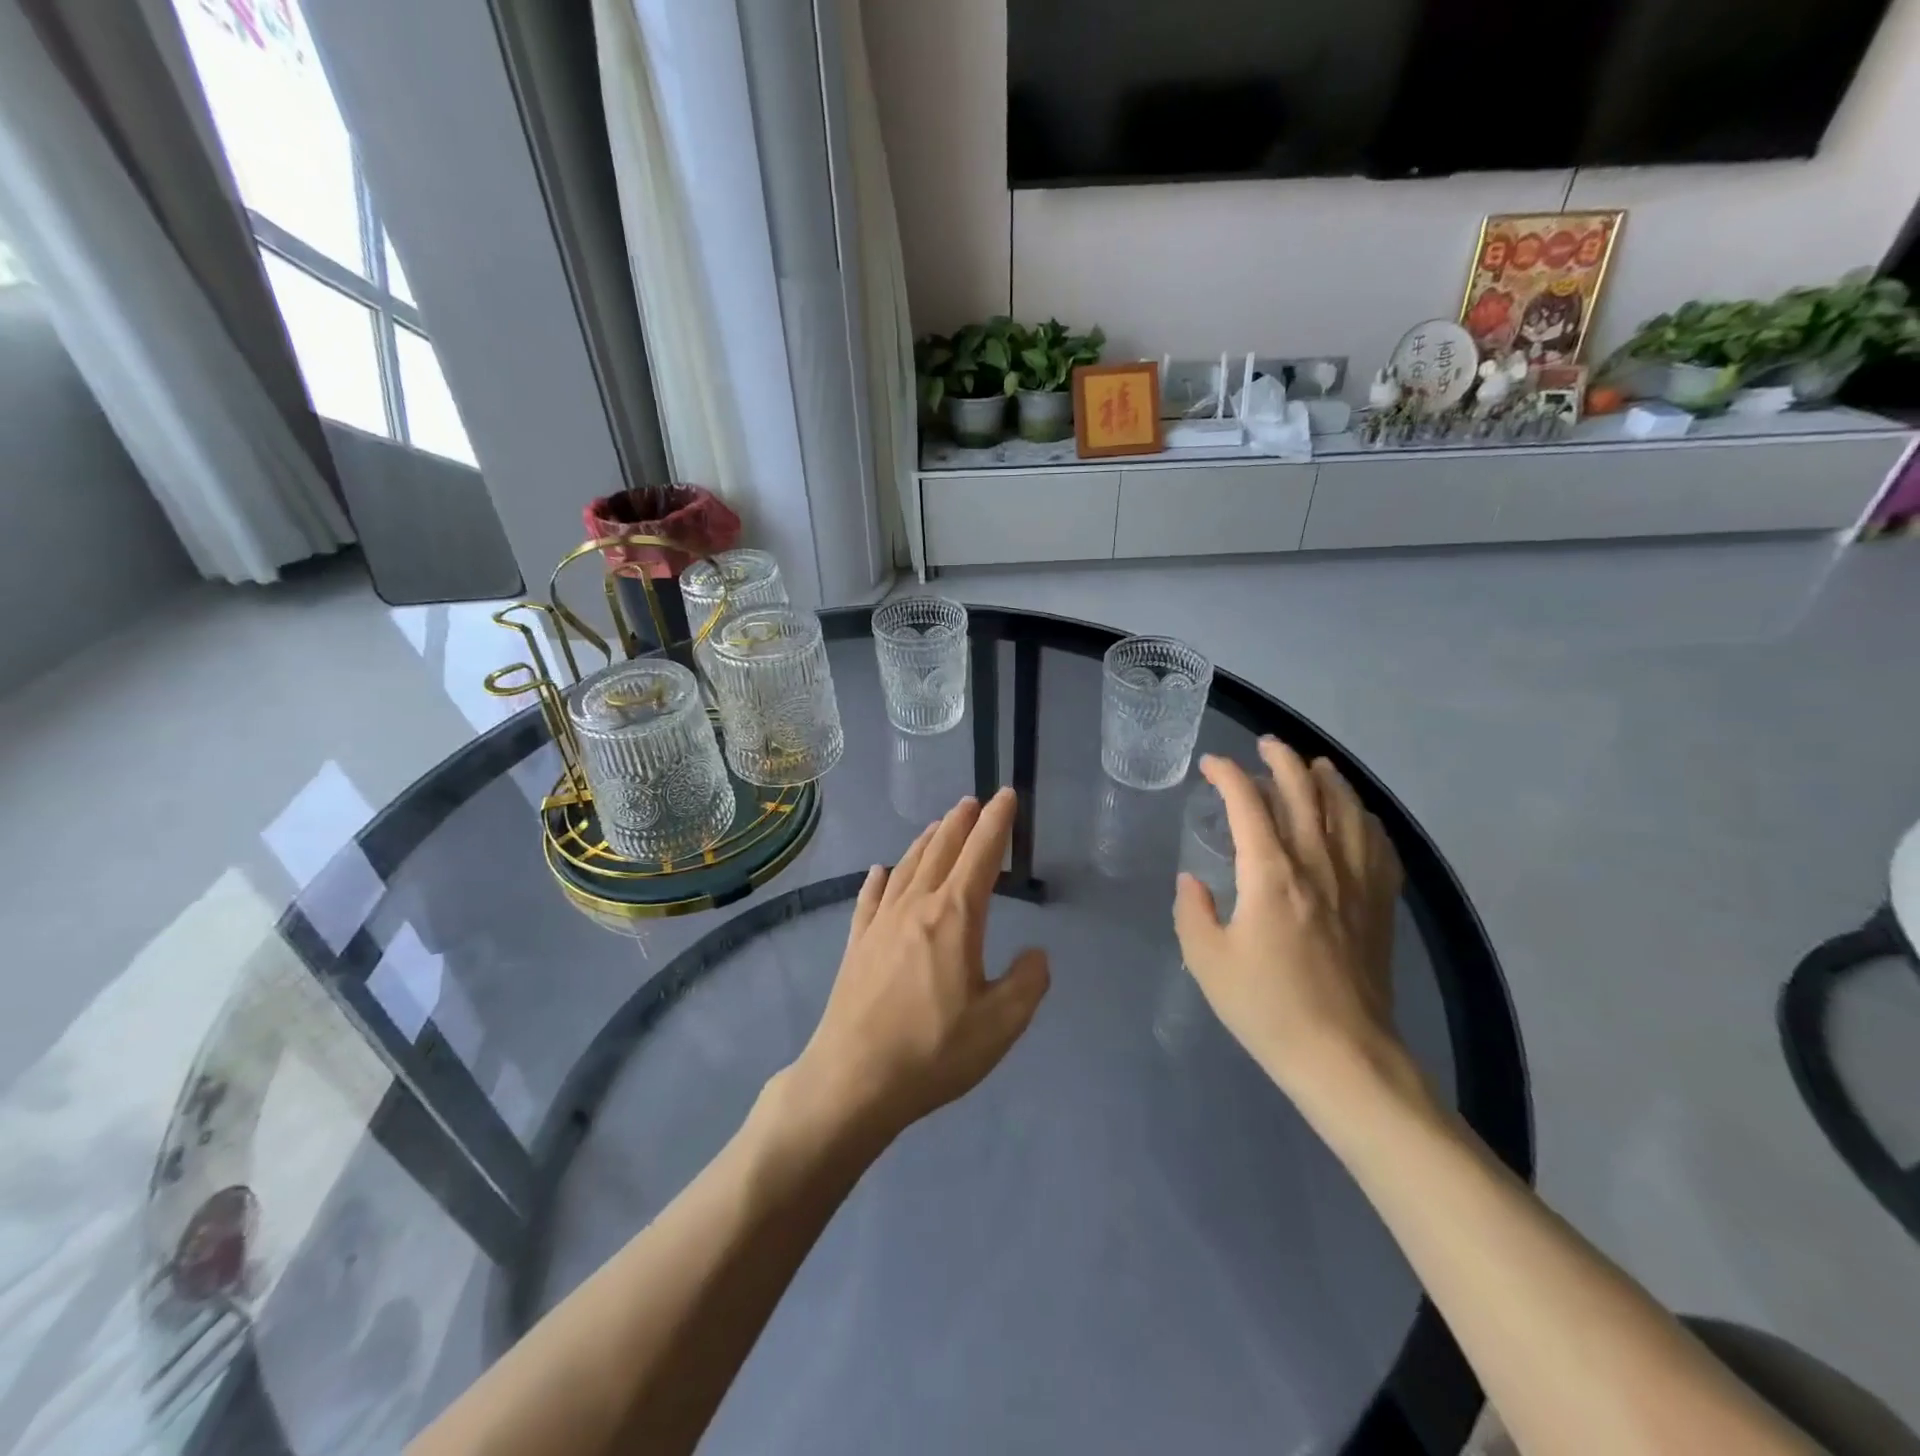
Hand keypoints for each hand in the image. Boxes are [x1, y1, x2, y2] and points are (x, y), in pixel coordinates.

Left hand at [787, 788, 1050, 1143]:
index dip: (997, 823)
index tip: (1005, 796)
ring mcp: (880, 923)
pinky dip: (879, 879)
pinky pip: (870, 898)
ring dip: (926, 842)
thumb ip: (1027, 983)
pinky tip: (880, 871)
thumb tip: (1035, 954)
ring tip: (938, 826)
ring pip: (907, 866)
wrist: (853, 1078)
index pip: (982, 855)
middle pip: (941, 850)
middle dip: (962, 823)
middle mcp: (916, 906)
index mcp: (954, 916)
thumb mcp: (1000, 1025)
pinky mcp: (857, 944)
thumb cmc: (933, 1050)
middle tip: (973, 801)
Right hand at [1173, 738, 1411, 1108]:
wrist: (1344, 1057)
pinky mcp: (1380, 905)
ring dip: (1328, 779)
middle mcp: (1318, 865)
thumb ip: (1192, 912)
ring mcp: (1356, 883)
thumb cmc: (1267, 1009)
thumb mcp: (1208, 961)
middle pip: (1305, 793)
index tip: (1211, 764)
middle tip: (1265, 745)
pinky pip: (1379, 845)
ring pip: (1347, 810)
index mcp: (1271, 875)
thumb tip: (1192, 882)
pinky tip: (1357, 817)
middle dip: (1282, 760)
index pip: (1248, 805)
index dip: (1228, 775)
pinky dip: (1365, 819)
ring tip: (1313, 765)